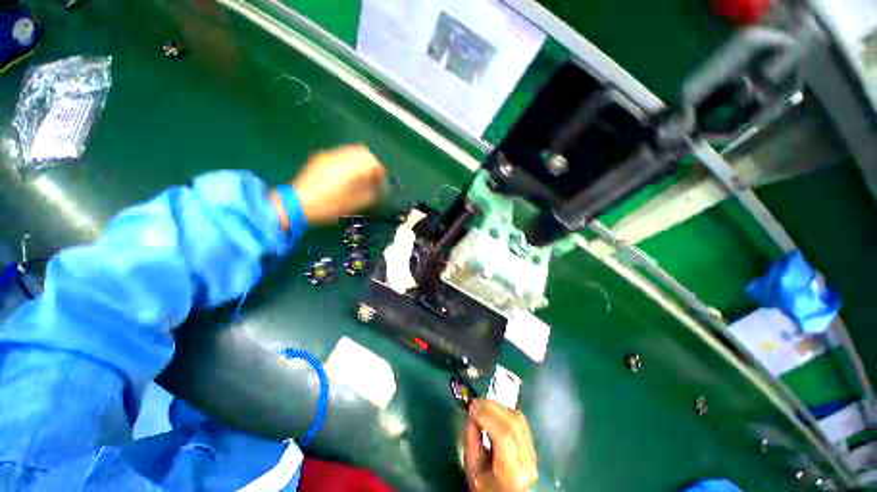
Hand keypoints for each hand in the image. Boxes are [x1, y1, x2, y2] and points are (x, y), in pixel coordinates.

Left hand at [292, 144, 386, 223]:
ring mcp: (329, 155)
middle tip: (372, 179)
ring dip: (361, 162)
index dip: (380, 174)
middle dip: (372, 165)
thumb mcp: (355, 204)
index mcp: (351, 167)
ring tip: (360, 177)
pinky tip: (346, 175)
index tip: (380, 185)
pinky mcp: (321, 158)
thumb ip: (370, 192)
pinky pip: (341, 154)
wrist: (297, 204)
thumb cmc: (329, 206)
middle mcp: (341, 156)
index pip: (373, 163)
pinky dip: (350, 162)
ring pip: (352, 151)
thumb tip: (376, 186)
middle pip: (364, 152)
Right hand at [464, 399, 537, 491]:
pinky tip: (493, 411)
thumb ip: (471, 442)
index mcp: (512, 473)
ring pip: (518, 419)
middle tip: (475, 402)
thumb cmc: (487, 489)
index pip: (504, 435)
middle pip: (513, 423)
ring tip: (482, 405)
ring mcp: (533, 453)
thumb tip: (471, 414)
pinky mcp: (533, 446)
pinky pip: (520, 421)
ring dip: (498, 407)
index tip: (471, 406)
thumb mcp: (472, 471)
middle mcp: (527, 461)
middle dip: (492, 406)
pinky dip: (505, 411)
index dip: (487, 415)